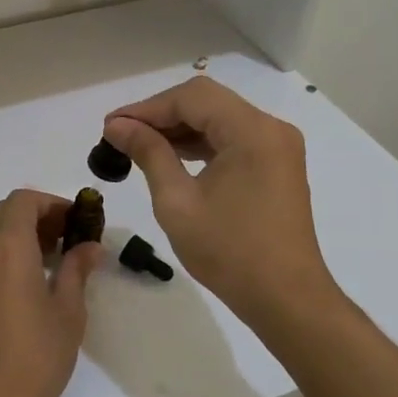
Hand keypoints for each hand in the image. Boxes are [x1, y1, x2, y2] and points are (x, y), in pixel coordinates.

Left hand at [0, 190, 102, 396]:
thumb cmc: (35, 357)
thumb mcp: (68, 313)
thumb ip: (77, 271)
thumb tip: (90, 246)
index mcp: (8, 248)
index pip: (23, 200)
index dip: (50, 203)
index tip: (75, 221)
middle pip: (3, 214)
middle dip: (34, 216)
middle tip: (65, 239)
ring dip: (16, 236)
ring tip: (48, 262)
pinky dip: (0, 256)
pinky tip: (22, 285)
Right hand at [104, 76, 345, 330]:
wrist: (286, 299)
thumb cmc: (229, 251)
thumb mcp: (177, 201)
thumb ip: (149, 153)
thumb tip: (118, 126)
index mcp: (252, 131)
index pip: (192, 98)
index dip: (147, 107)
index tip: (111, 126)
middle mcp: (270, 128)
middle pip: (207, 102)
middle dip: (161, 114)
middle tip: (120, 134)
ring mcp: (277, 147)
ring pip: (218, 118)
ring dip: (179, 128)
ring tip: (138, 146)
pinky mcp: (275, 165)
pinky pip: (231, 139)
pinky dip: (200, 143)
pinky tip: (170, 157)